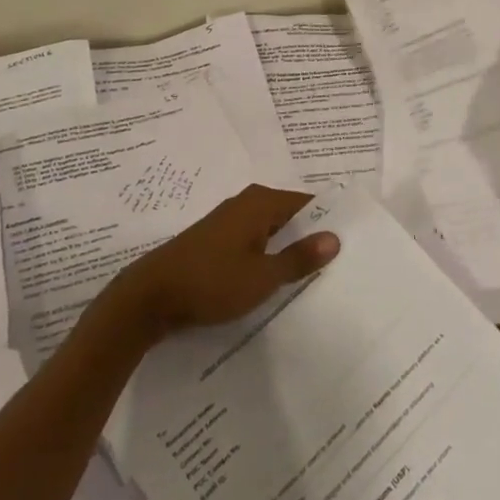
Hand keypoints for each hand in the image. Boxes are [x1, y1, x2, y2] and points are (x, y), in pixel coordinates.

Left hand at [113, 185, 339, 340]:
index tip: (350, 242)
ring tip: (311, 276)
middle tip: (337, 263)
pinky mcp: (215, 242)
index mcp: (261, 202)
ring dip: (287, 250)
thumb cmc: (210, 281)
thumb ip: (299, 258)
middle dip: (309, 236)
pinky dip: (266, 257)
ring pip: (270, 231)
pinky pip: (253, 242)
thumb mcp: (262, 276)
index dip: (327, 220)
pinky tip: (274, 280)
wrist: (149, 297)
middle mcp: (246, 204)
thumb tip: (334, 237)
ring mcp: (228, 222)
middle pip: (289, 216)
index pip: (306, 203)